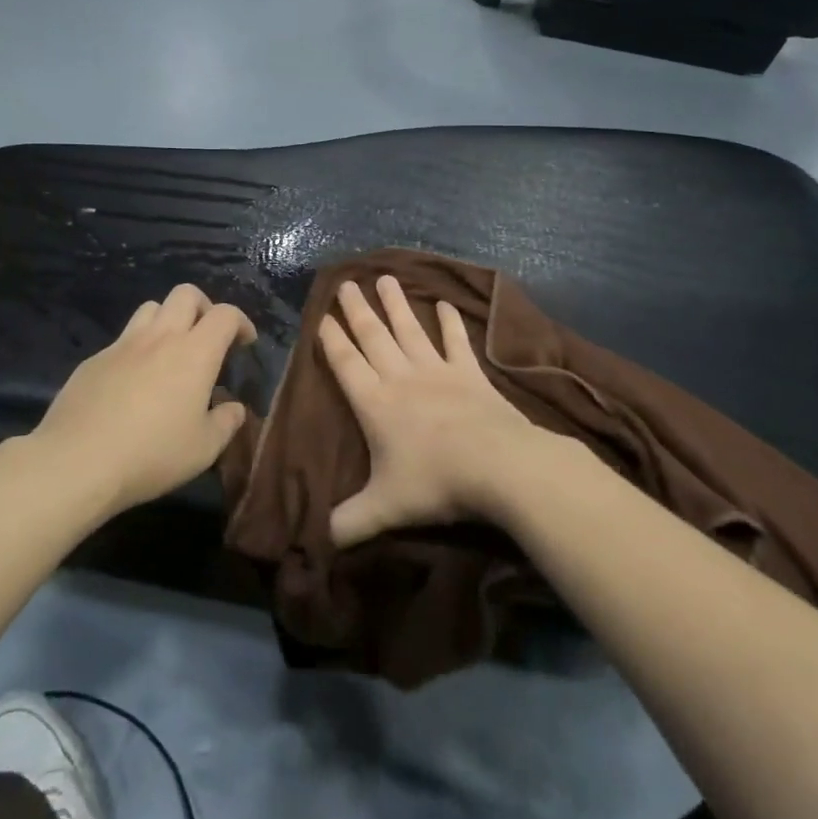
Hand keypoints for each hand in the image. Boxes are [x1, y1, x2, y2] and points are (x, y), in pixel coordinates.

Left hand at [27, 283, 255, 514]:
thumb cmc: (151, 454)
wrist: (77, 461)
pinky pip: (123, 340)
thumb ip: (226, 423)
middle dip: (204, 306)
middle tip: (207, 337)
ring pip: (151, 308)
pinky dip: (137, 348)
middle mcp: (160, 337)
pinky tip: (133, 382)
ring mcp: (123, 345)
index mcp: (194, 353)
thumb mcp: (203, 449)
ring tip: (171, 352)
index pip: (225, 314)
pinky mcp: (94, 360)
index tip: (245, 342)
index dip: (241, 322)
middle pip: (185, 294)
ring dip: (168, 319)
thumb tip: (234, 408)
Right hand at [318, 275, 548, 548]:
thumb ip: (350, 522)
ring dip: (395, 305)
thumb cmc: (436, 483)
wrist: (499, 466)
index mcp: (375, 403)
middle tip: (347, 283)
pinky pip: (456, 343)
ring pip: (409, 331)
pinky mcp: (470, 374)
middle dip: (357, 311)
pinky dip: (449, 324)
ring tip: (384, 277)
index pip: (346, 363)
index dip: (331, 339)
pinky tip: (443, 304)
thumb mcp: (385, 508)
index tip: (322, 315)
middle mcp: (401, 378)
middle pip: (373, 337)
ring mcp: (437, 372)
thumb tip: (318, 541)